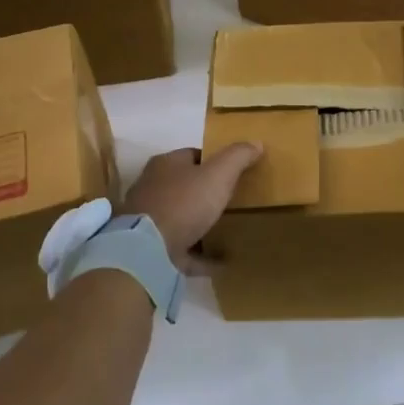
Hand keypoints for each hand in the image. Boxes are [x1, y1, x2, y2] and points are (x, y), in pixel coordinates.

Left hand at [121, 144, 262, 273]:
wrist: (147, 250)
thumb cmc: (184, 203)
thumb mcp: (218, 174)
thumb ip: (237, 157)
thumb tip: (256, 142)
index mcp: (165, 165)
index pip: (192, 155)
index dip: (214, 162)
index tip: (233, 173)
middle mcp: (152, 188)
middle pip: (184, 186)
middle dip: (204, 192)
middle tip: (231, 201)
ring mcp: (148, 220)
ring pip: (180, 217)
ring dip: (200, 223)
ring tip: (226, 230)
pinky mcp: (150, 249)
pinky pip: (181, 250)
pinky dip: (200, 254)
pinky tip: (220, 262)